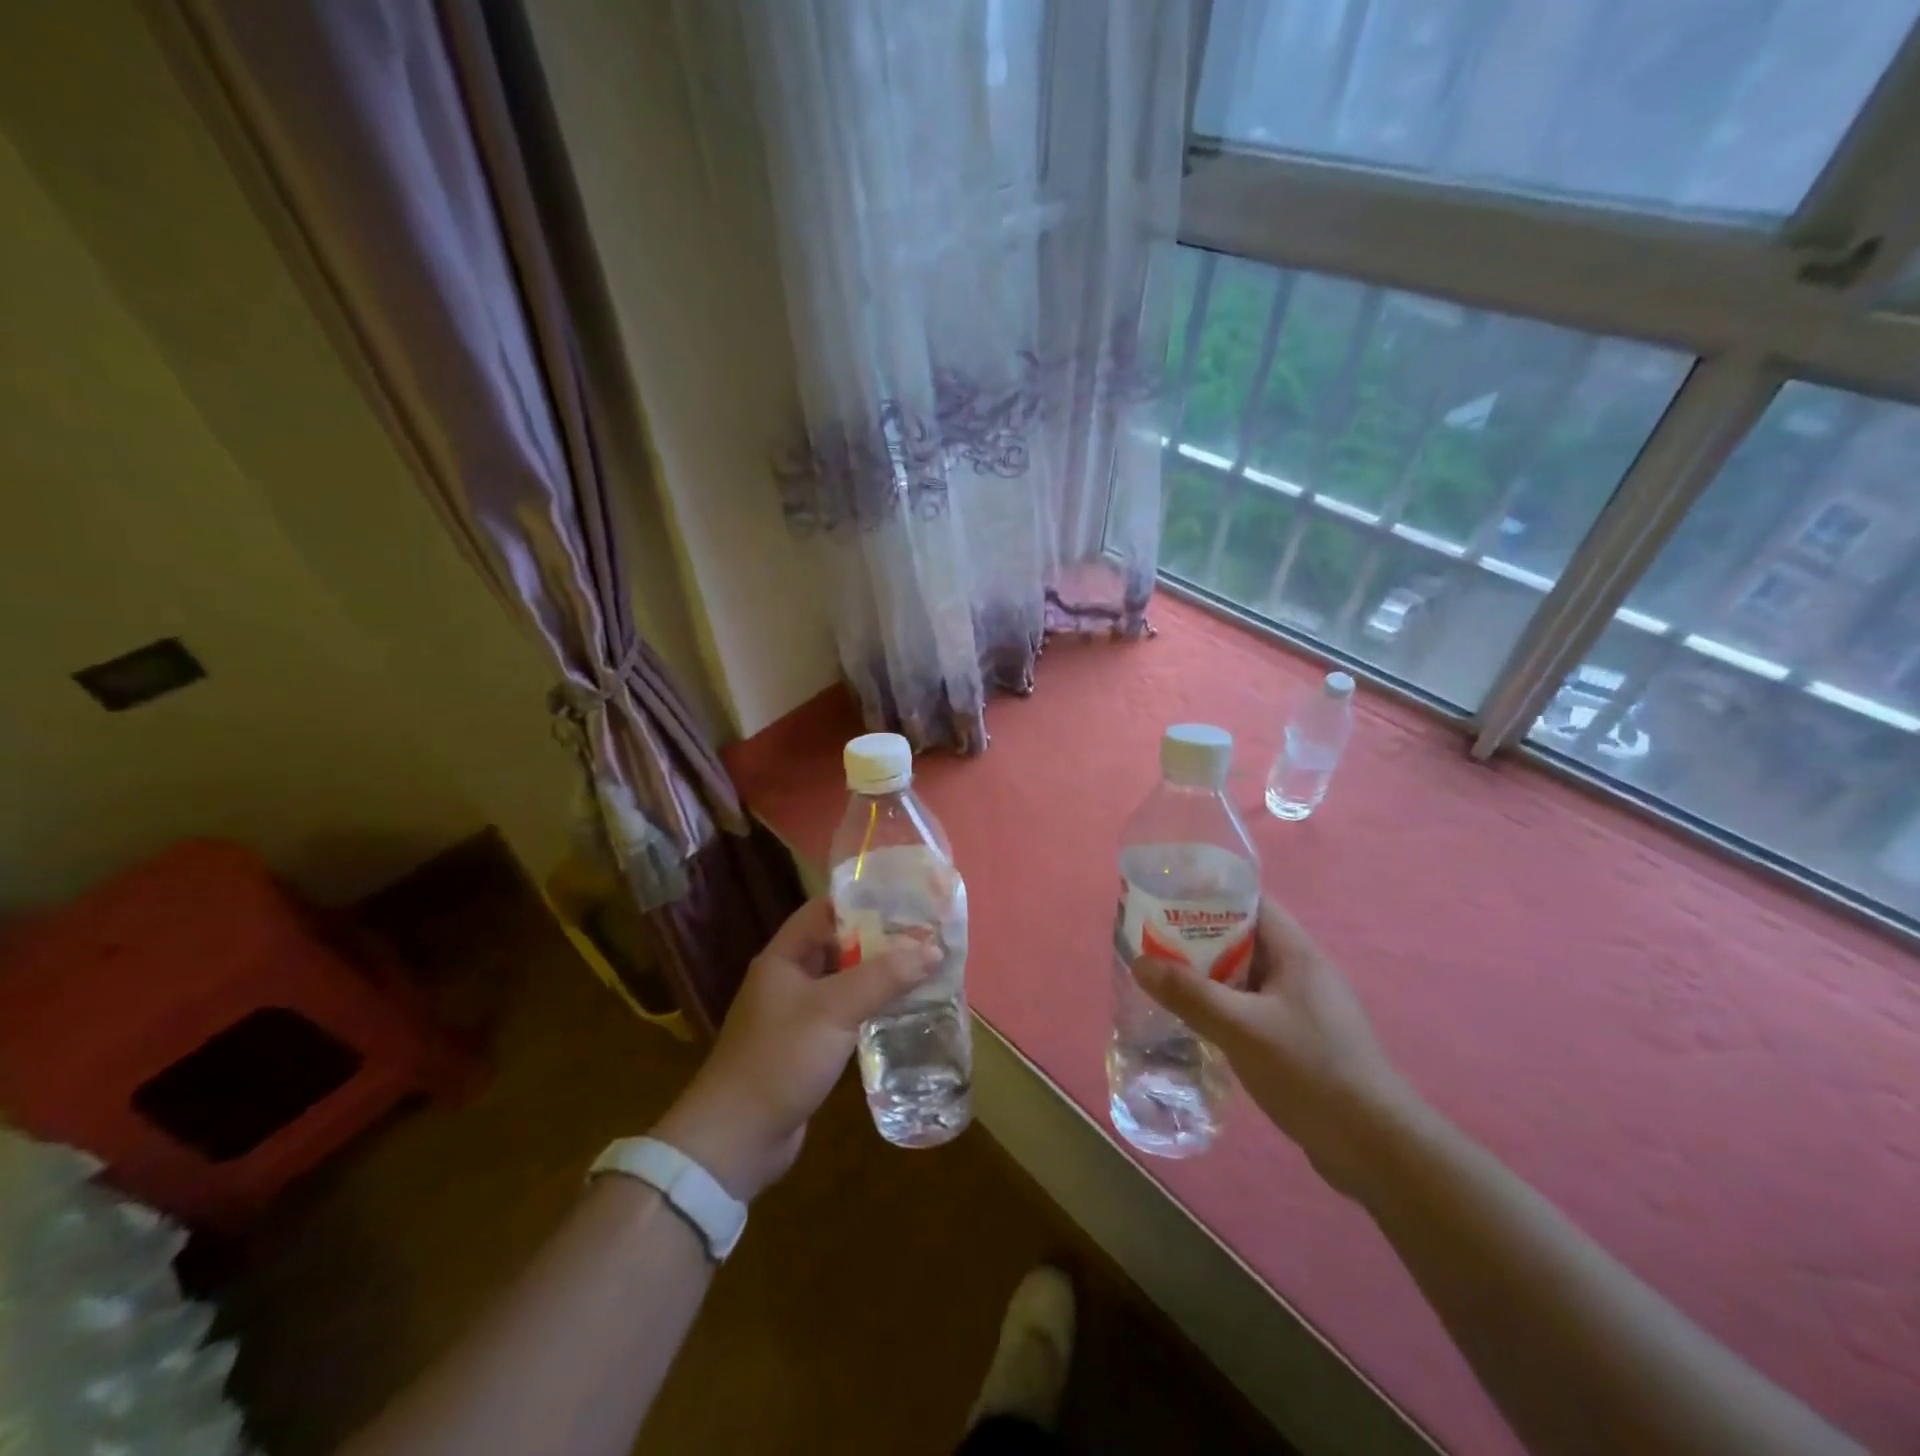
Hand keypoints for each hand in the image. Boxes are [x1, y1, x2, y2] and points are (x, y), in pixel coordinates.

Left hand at [652, 898, 935, 1200]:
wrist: (737, 1139)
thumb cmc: (781, 1058)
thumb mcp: (835, 1010)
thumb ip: (884, 977)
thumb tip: (933, 948)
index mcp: (783, 957)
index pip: (823, 911)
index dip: (861, 902)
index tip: (904, 901)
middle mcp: (788, 979)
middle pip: (837, 945)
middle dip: (877, 939)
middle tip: (924, 935)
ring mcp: (796, 1014)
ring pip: (842, 981)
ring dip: (876, 975)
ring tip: (922, 967)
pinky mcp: (806, 1046)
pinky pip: (843, 1014)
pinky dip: (868, 1007)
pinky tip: (900, 1010)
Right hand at [1133, 896, 1417, 1198]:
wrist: (1376, 1150)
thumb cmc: (1311, 1072)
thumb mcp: (1242, 1028)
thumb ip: (1190, 994)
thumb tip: (1139, 962)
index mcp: (1296, 952)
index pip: (1250, 902)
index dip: (1208, 895)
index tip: (1165, 899)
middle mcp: (1302, 971)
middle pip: (1242, 938)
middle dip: (1197, 938)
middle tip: (1151, 943)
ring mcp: (1303, 1008)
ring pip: (1245, 977)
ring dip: (1207, 977)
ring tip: (1163, 980)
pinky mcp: (1300, 1040)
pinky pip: (1252, 1008)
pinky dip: (1223, 1007)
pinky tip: (1195, 1023)